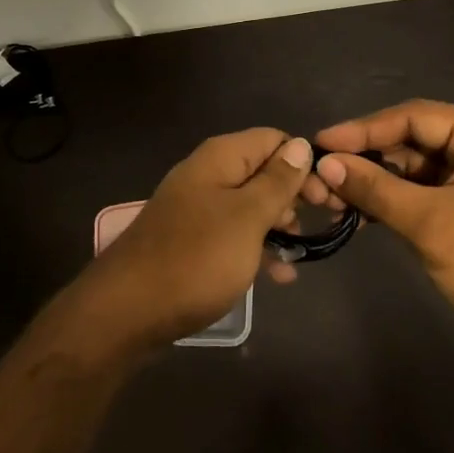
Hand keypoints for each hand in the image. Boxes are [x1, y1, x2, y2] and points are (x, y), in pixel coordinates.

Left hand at [83, 128, 317, 346]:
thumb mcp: (247, 218)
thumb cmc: (196, 259)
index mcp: (220, 158)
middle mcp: (208, 176)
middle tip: (319, 225)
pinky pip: (233, 236)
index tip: (326, 198)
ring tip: (298, 254)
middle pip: (262, 172)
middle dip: (294, 196)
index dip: (303, 163)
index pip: (274, 140)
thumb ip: (277, 181)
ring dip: (278, 226)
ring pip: (250, 207)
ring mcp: (197, 210)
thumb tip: (302, 145)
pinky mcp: (192, 242)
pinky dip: (256, 249)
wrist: (127, 312)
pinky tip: (278, 276)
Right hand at [313, 100, 453, 348]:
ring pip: (414, 167)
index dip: (364, 128)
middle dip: (367, 158)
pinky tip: (360, 215)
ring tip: (333, 199)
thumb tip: (325, 164)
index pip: (416, 116)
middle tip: (322, 174)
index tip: (321, 142)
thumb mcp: (430, 223)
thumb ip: (376, 188)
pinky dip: (393, 201)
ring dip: (376, 182)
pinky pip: (424, 191)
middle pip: (414, 139)